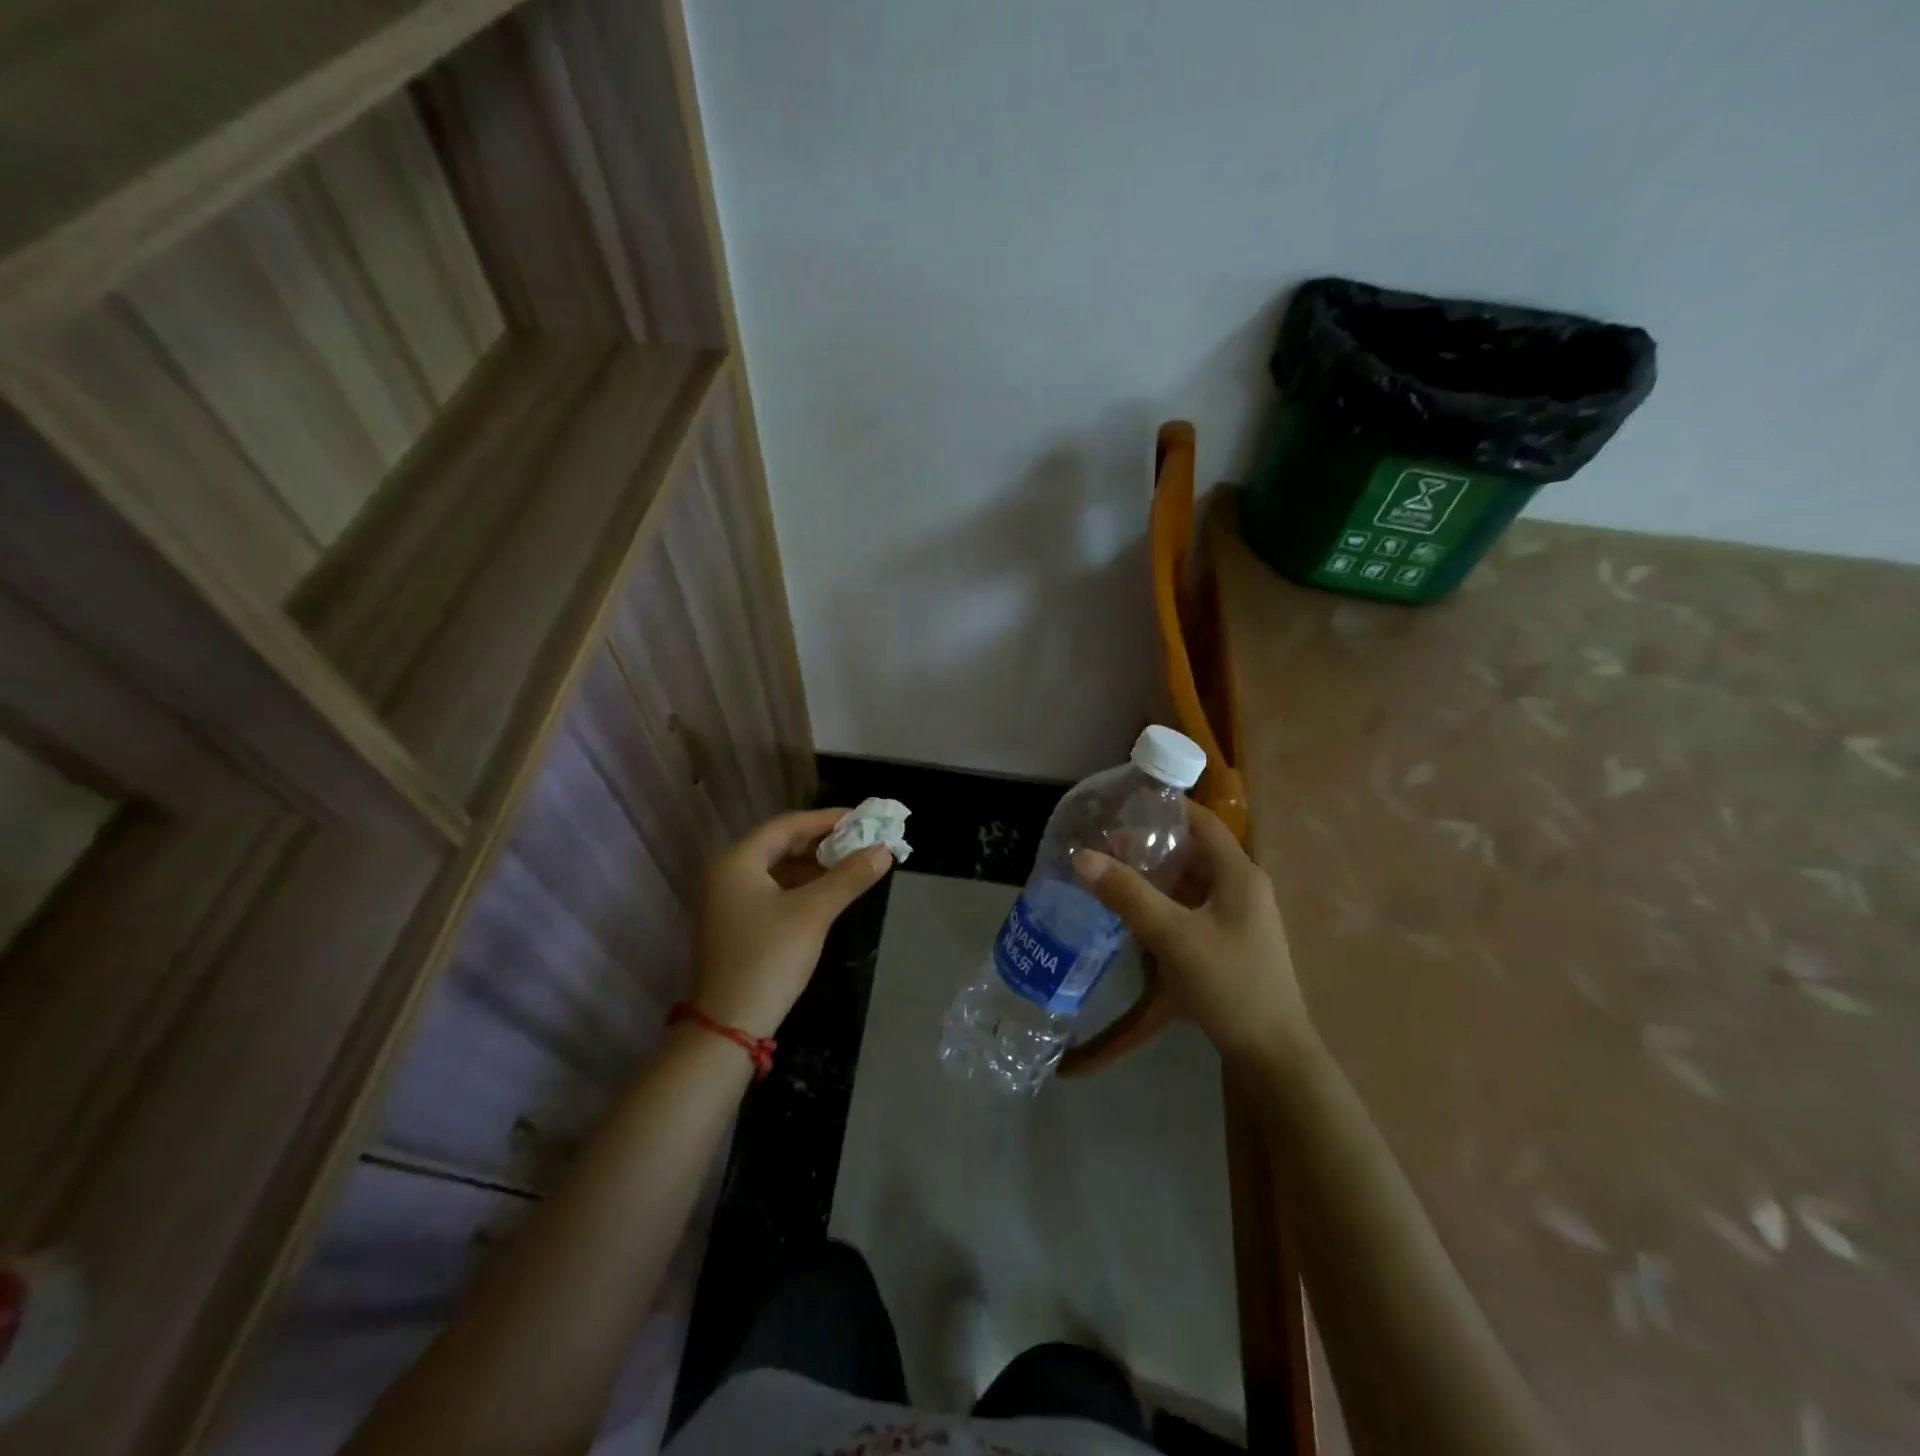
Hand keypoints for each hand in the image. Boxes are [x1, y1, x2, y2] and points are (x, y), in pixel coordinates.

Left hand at [692, 809, 893, 1038]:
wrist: (729, 1025)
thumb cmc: (769, 958)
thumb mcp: (813, 913)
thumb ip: (849, 877)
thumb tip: (884, 850)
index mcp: (737, 862)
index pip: (787, 825)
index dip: (827, 819)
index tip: (862, 818)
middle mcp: (726, 874)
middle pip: (780, 845)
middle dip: (822, 842)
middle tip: (861, 841)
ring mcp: (727, 901)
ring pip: (777, 869)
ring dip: (813, 866)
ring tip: (852, 864)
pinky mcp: (735, 924)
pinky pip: (772, 891)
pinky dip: (801, 887)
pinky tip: (828, 892)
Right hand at [1072, 801, 1310, 1063]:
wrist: (1271, 1055)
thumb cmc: (1229, 985)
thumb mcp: (1174, 936)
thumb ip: (1129, 894)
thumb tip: (1081, 855)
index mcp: (1238, 874)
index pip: (1201, 821)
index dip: (1165, 807)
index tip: (1121, 804)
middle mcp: (1241, 887)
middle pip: (1192, 850)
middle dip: (1149, 844)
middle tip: (1104, 844)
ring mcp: (1236, 917)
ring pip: (1189, 881)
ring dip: (1154, 875)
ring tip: (1109, 873)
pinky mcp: (1227, 941)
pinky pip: (1190, 908)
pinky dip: (1163, 902)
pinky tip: (1133, 913)